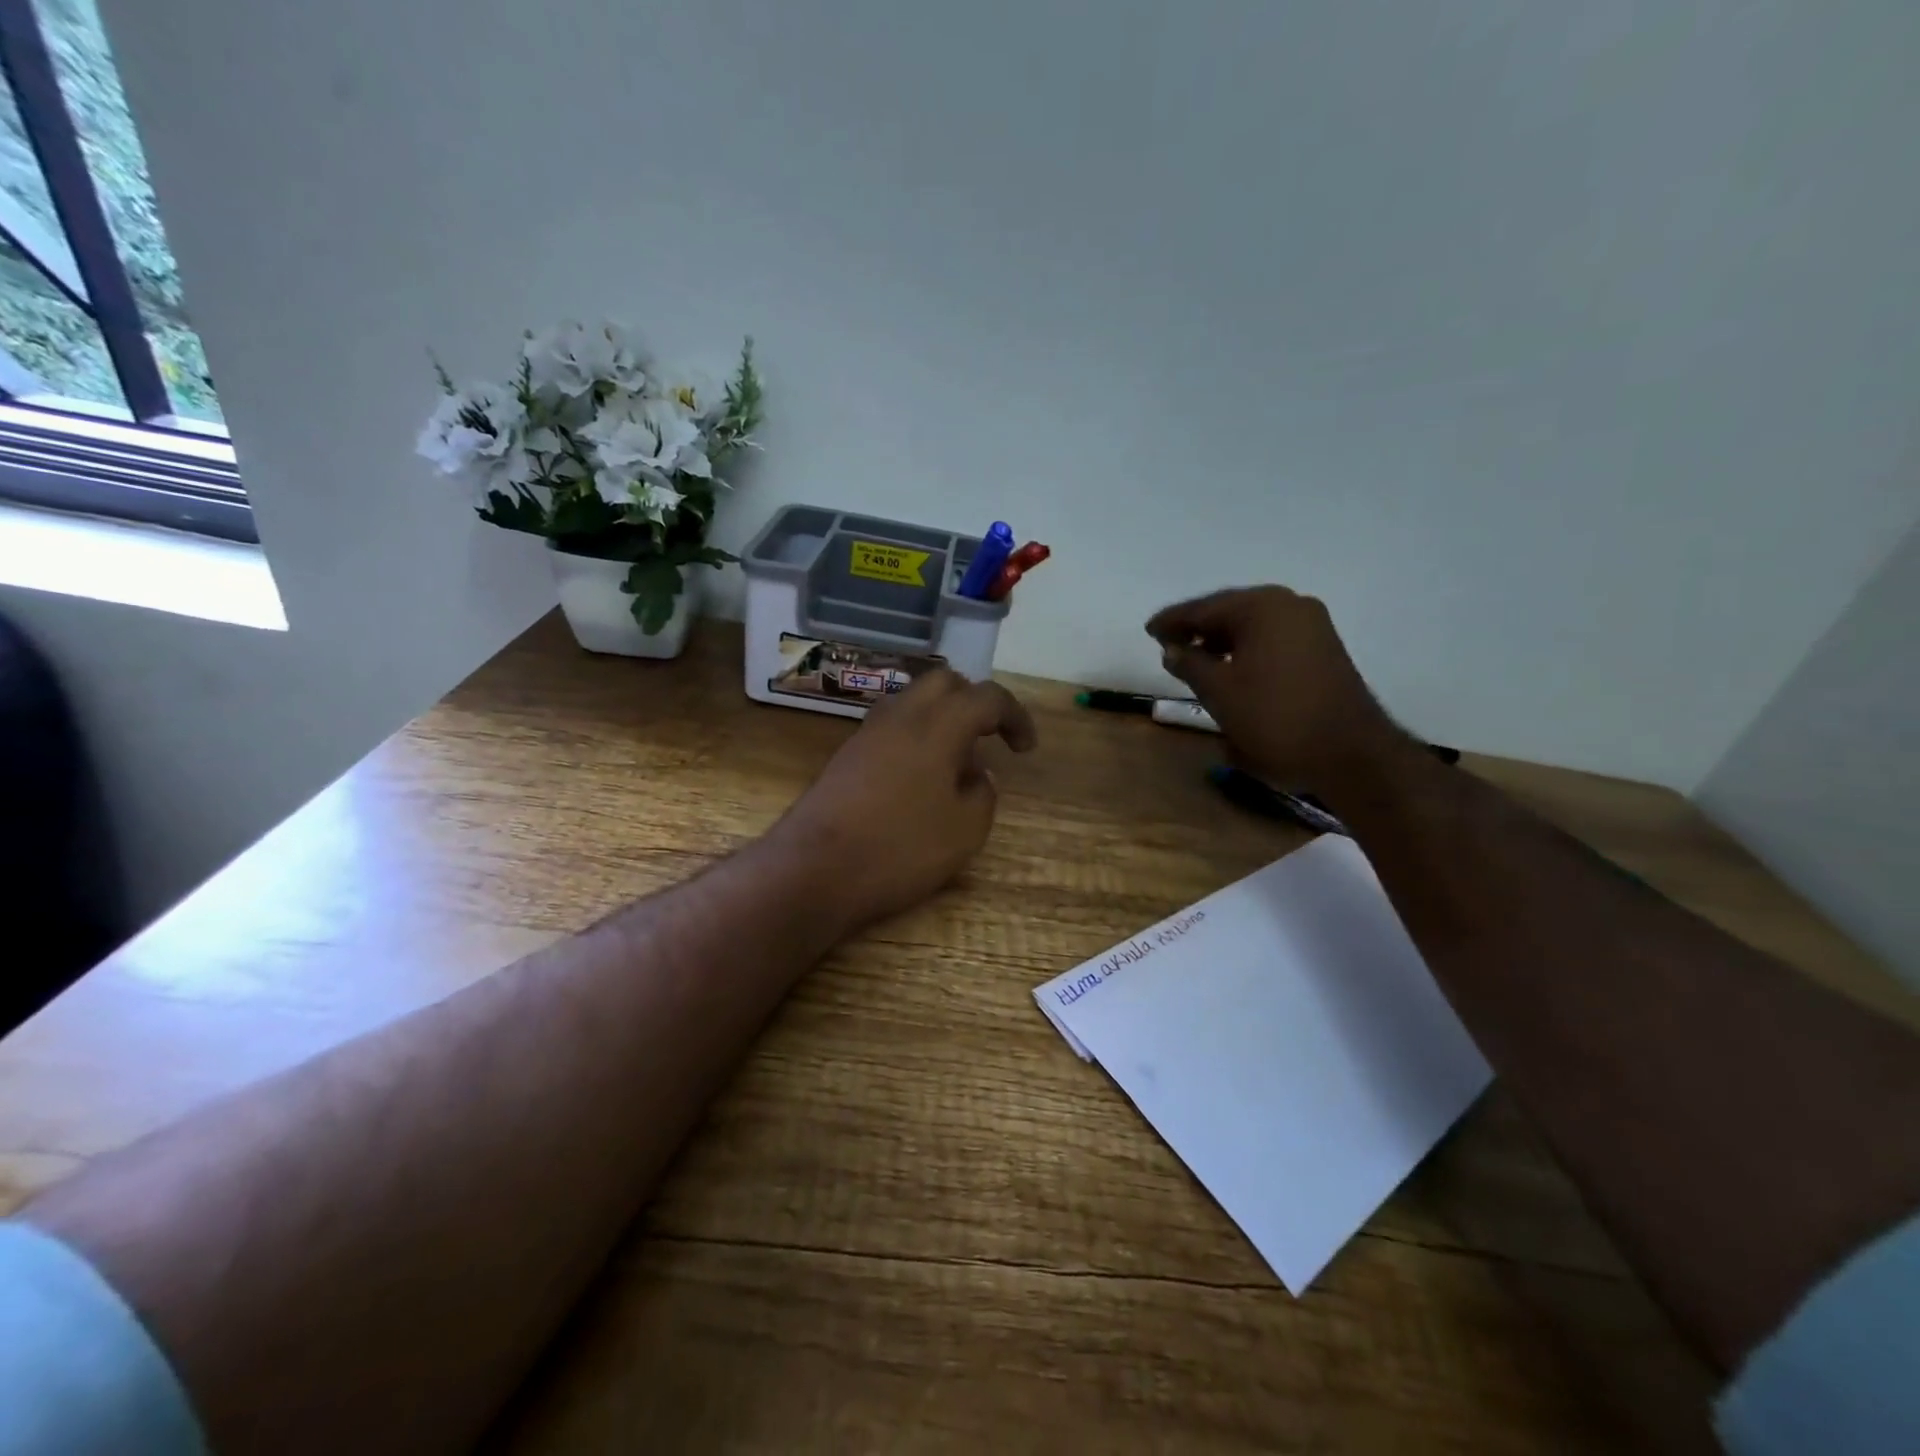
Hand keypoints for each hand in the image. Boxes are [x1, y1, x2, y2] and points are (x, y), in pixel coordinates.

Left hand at [769, 670, 1037, 930]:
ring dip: (942, 719)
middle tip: (989, 738)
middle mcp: (901, 715)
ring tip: (955, 763)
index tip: (1025, 748)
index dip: (1015, 716)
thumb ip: (982, 794)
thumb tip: (977, 775)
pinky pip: (892, 727)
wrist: (813, 870)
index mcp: (938, 725)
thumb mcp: (964, 831)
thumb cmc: (899, 849)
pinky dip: (916, 737)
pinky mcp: (847, 755)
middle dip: (974, 702)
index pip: (987, 697)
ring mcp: (867, 733)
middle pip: (944, 682)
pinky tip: (920, 780)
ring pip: (913, 702)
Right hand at [1145, 585, 1406, 792]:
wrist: (1349, 752)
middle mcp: (1290, 605)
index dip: (1173, 621)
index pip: (1205, 608)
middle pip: (1231, 610)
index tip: (1148, 631)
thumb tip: (1172, 649)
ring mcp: (1312, 626)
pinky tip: (1230, 667)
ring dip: (1222, 639)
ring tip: (1194, 659)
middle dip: (1198, 628)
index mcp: (1262, 607)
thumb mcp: (1219, 692)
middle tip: (1168, 643)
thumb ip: (1190, 664)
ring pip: (1253, 625)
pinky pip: (1272, 638)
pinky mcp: (1323, 648)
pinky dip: (1246, 648)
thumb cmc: (1275, 717)